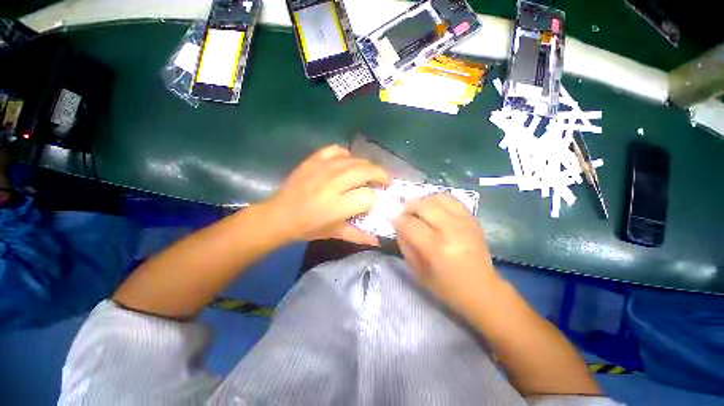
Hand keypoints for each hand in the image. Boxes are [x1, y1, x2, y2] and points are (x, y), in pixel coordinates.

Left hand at [263, 145, 389, 245]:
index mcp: (336, 206)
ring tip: (371, 173)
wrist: (278, 216)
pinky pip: (336, 150)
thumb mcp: (334, 234)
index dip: (377, 198)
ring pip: (355, 160)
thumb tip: (378, 241)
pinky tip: (348, 162)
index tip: (378, 201)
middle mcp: (332, 184)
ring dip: (368, 165)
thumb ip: (358, 235)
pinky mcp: (313, 160)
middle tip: (386, 181)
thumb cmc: (307, 228)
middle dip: (381, 175)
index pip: (368, 196)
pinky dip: (347, 154)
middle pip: (366, 171)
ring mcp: (322, 168)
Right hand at [393, 194, 500, 313]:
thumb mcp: (418, 272)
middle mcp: (451, 231)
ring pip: (438, 198)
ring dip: (423, 200)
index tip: (394, 220)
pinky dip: (439, 199)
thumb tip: (399, 226)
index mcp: (436, 249)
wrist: (482, 289)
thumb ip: (405, 246)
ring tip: (418, 208)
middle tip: (404, 212)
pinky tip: (434, 207)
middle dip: (409, 206)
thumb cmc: (446, 286)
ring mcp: (464, 223)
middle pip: (424, 206)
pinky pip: (453, 200)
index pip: (411, 224)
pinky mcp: (473, 220)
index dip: (399, 220)